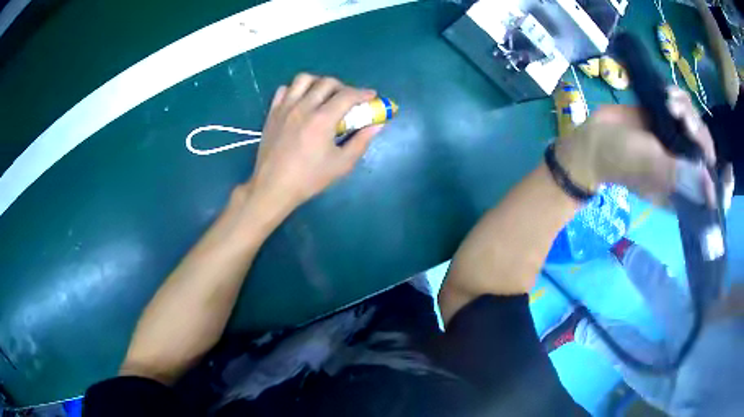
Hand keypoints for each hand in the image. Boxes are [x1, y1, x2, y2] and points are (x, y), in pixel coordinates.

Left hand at [247, 73, 382, 215]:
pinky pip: (284, 89)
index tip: (372, 96)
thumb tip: (377, 125)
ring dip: (318, 83)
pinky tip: (301, 101)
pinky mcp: (272, 113)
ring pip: (303, 79)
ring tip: (324, 96)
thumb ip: (361, 142)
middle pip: (327, 82)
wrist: (273, 186)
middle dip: (343, 87)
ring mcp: (285, 108)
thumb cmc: (309, 178)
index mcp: (322, 119)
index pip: (347, 95)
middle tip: (349, 100)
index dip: (363, 93)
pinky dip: (296, 90)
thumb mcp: (342, 165)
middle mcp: (303, 107)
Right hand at [555, 87, 718, 206]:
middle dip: (699, 132)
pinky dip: (679, 98)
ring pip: (697, 126)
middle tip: (682, 118)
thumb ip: (679, 177)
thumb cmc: (619, 159)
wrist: (595, 137)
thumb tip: (710, 187)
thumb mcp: (649, 168)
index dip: (723, 188)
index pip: (711, 196)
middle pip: (707, 152)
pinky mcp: (668, 121)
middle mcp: (684, 169)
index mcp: (683, 191)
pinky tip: (667, 92)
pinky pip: (684, 108)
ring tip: (668, 101)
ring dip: (687, 109)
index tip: (728, 171)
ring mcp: (677, 143)